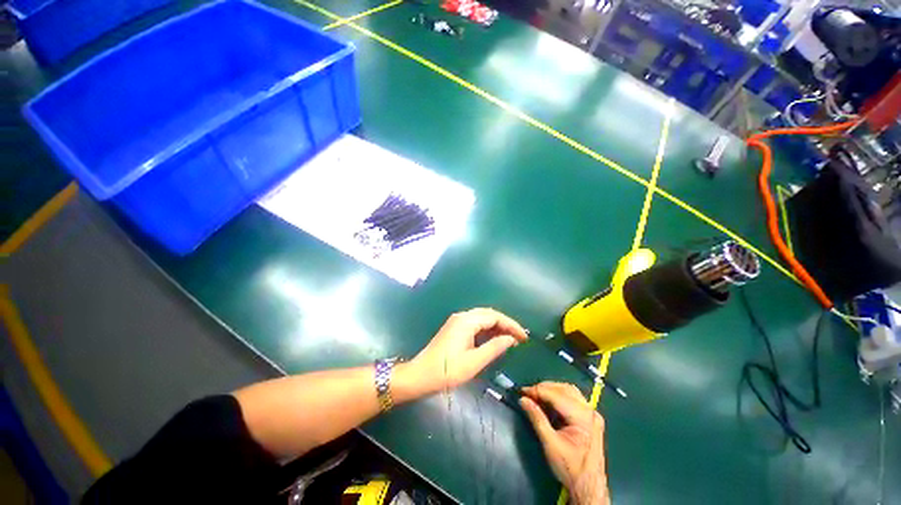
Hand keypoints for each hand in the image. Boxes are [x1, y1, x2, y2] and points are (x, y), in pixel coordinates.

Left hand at [407, 308, 527, 394]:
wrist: (420, 375)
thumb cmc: (447, 371)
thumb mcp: (474, 362)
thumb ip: (494, 348)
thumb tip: (510, 339)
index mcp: (467, 321)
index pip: (494, 317)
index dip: (511, 325)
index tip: (524, 337)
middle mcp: (462, 316)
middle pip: (489, 314)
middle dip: (505, 324)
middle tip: (519, 338)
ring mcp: (457, 321)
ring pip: (482, 318)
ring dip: (496, 327)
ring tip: (510, 340)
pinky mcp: (454, 328)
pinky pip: (475, 324)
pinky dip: (487, 330)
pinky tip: (494, 340)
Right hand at [520, 382, 609, 504]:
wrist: (589, 489)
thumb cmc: (570, 469)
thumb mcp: (550, 444)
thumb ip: (537, 418)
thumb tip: (522, 399)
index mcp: (583, 417)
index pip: (556, 395)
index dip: (537, 391)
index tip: (521, 391)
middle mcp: (590, 411)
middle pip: (564, 389)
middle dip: (544, 388)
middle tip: (528, 393)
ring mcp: (592, 414)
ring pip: (569, 391)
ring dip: (551, 390)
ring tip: (536, 396)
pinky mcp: (590, 419)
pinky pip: (573, 399)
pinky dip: (559, 397)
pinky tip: (548, 403)